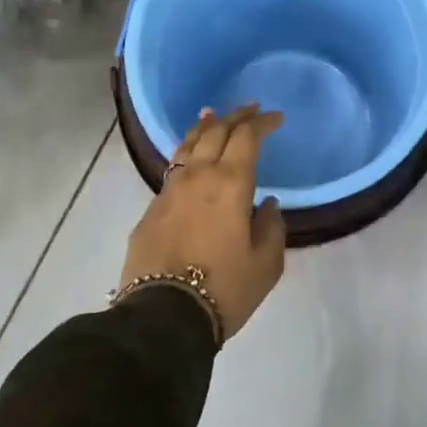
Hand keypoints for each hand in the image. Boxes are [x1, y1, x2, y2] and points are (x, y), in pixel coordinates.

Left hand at [120, 105, 287, 343]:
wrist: (162, 316)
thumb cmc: (224, 288)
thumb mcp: (266, 264)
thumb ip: (271, 227)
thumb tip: (266, 204)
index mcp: (230, 183)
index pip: (247, 137)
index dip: (262, 123)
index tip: (275, 118)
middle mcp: (198, 176)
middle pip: (216, 132)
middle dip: (236, 117)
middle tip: (250, 110)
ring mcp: (170, 190)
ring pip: (188, 145)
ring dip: (204, 127)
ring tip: (212, 115)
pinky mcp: (151, 209)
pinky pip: (173, 169)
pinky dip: (186, 154)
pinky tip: (189, 160)